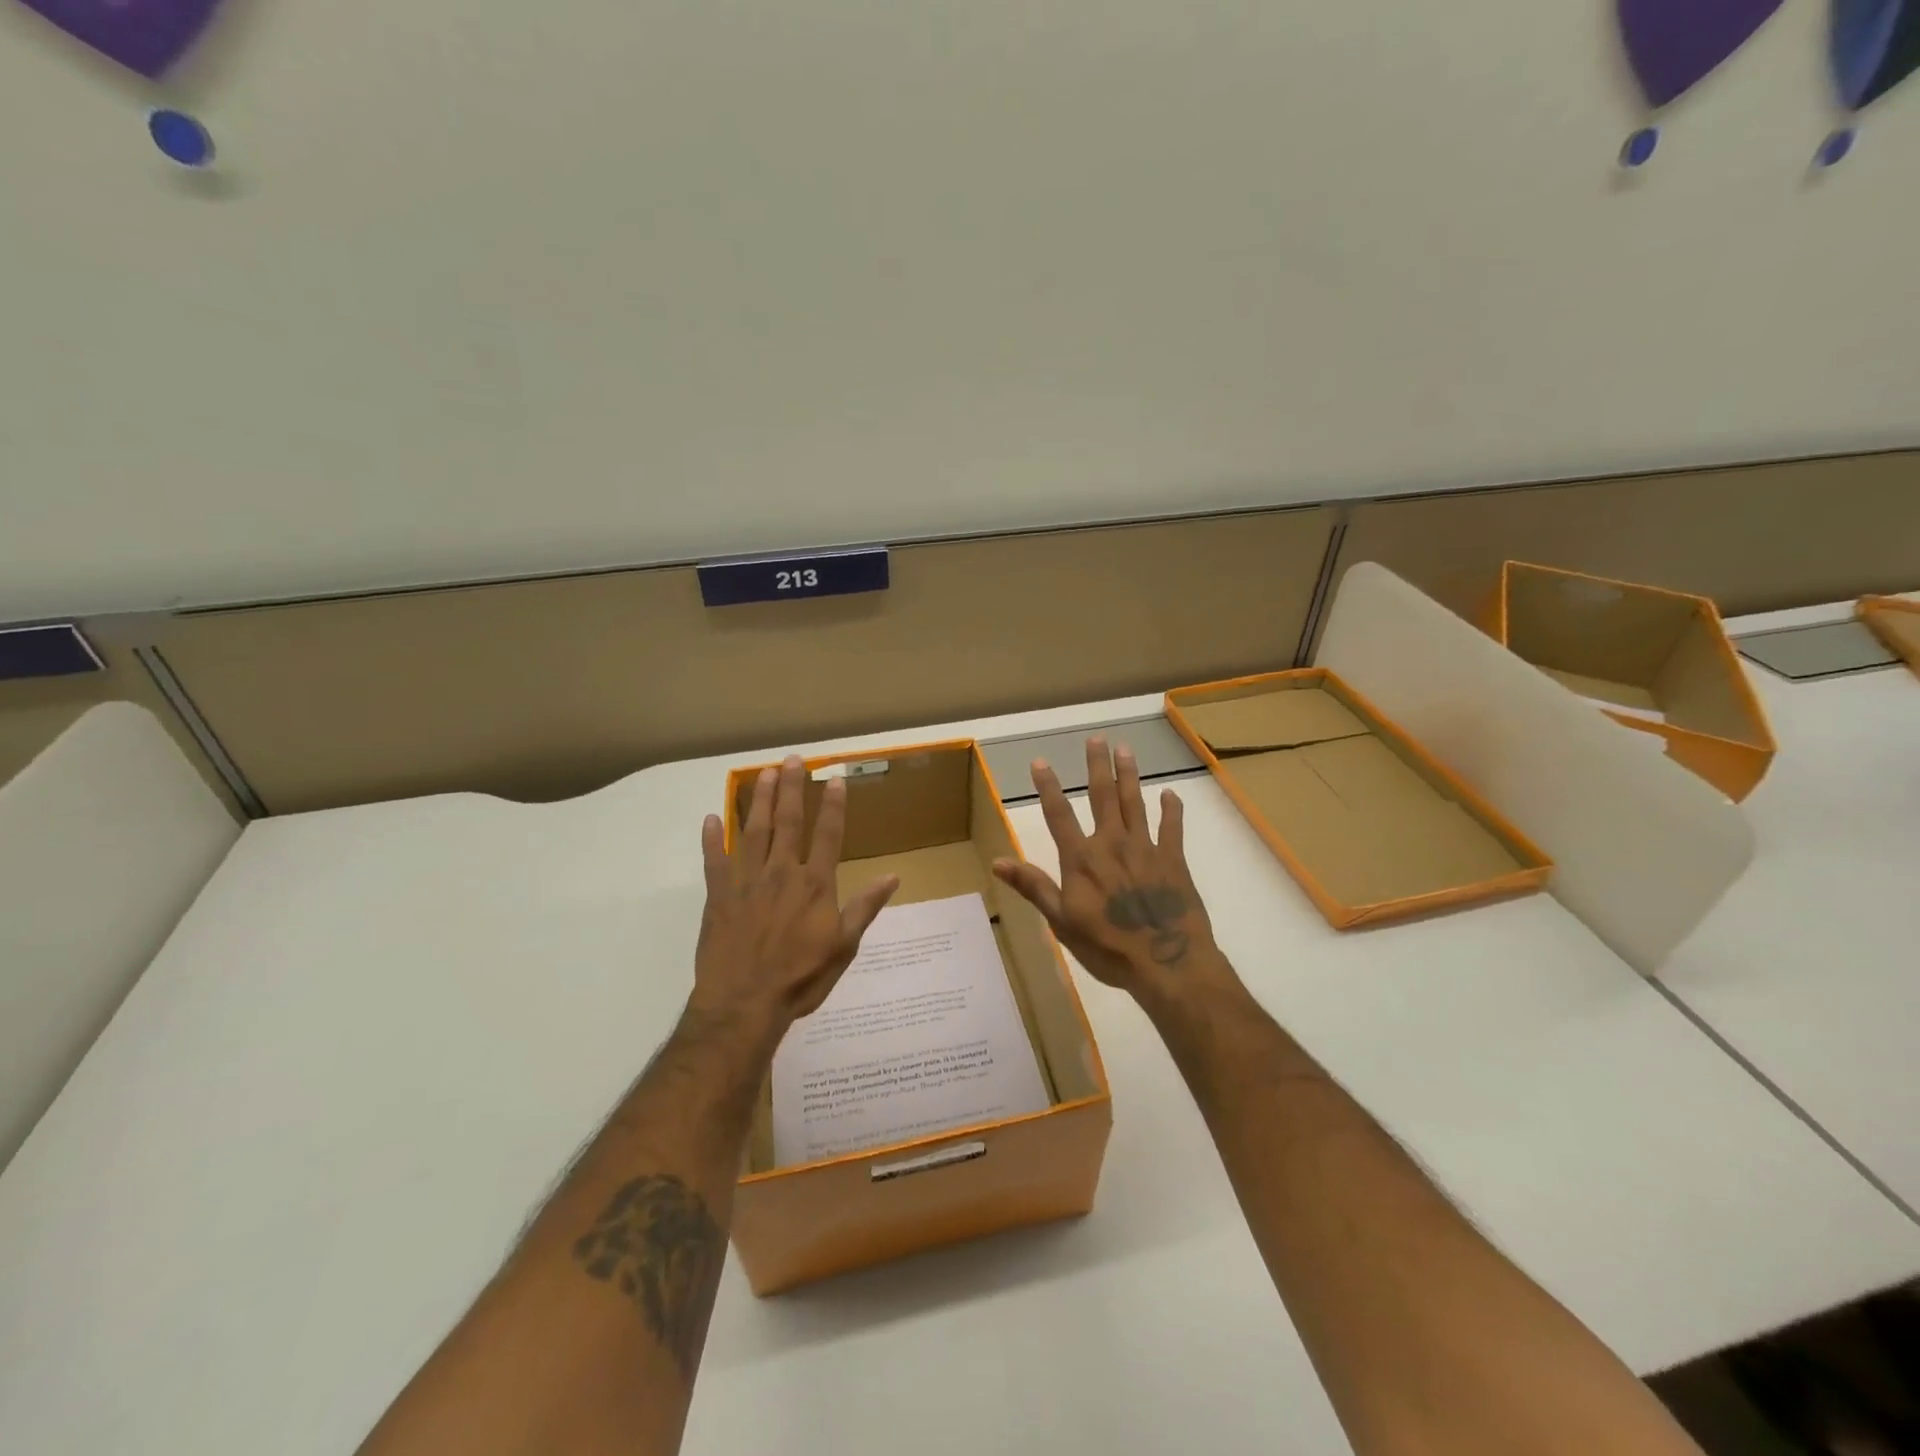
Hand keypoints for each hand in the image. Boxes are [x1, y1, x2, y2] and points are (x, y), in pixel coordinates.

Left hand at [692, 755, 898, 1038]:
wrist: (744, 1004)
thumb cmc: (800, 978)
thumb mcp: (844, 947)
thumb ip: (865, 908)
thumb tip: (893, 876)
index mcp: (815, 884)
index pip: (829, 835)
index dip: (833, 806)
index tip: (835, 779)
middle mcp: (781, 873)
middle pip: (788, 822)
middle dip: (792, 788)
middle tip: (793, 759)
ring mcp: (747, 882)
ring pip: (754, 831)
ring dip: (760, 801)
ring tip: (763, 773)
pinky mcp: (718, 896)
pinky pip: (714, 861)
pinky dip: (712, 839)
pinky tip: (712, 818)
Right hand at [992, 736, 1216, 998]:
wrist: (1167, 962)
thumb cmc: (1108, 947)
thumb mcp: (1061, 922)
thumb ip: (1034, 887)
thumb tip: (997, 861)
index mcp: (1082, 859)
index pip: (1059, 815)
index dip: (1048, 787)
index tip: (1040, 761)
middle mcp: (1112, 844)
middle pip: (1103, 797)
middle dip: (1097, 766)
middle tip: (1096, 739)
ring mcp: (1146, 849)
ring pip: (1135, 803)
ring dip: (1129, 775)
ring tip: (1126, 749)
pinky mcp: (1173, 860)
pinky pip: (1172, 828)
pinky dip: (1171, 809)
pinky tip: (1170, 793)